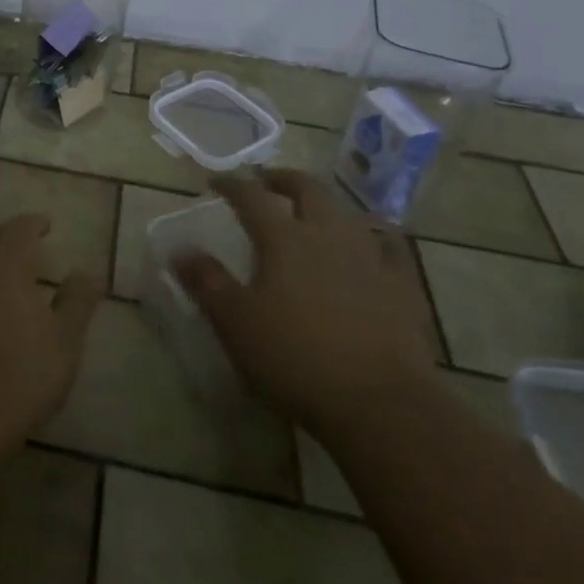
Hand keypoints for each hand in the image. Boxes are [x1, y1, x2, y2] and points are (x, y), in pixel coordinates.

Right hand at [173, 169, 435, 434]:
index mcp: (283, 238)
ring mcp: (370, 257)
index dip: (231, 185)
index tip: (216, 182)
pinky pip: (390, 248)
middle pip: (306, 190)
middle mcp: (327, 234)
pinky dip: (377, 238)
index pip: (251, 197)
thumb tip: (180, 251)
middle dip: (284, 180)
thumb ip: (207, 282)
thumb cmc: (296, 358)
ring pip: (346, 213)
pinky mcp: (402, 286)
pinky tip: (375, 244)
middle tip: (268, 182)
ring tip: (314, 212)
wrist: (381, 403)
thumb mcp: (236, 323)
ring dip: (325, 205)